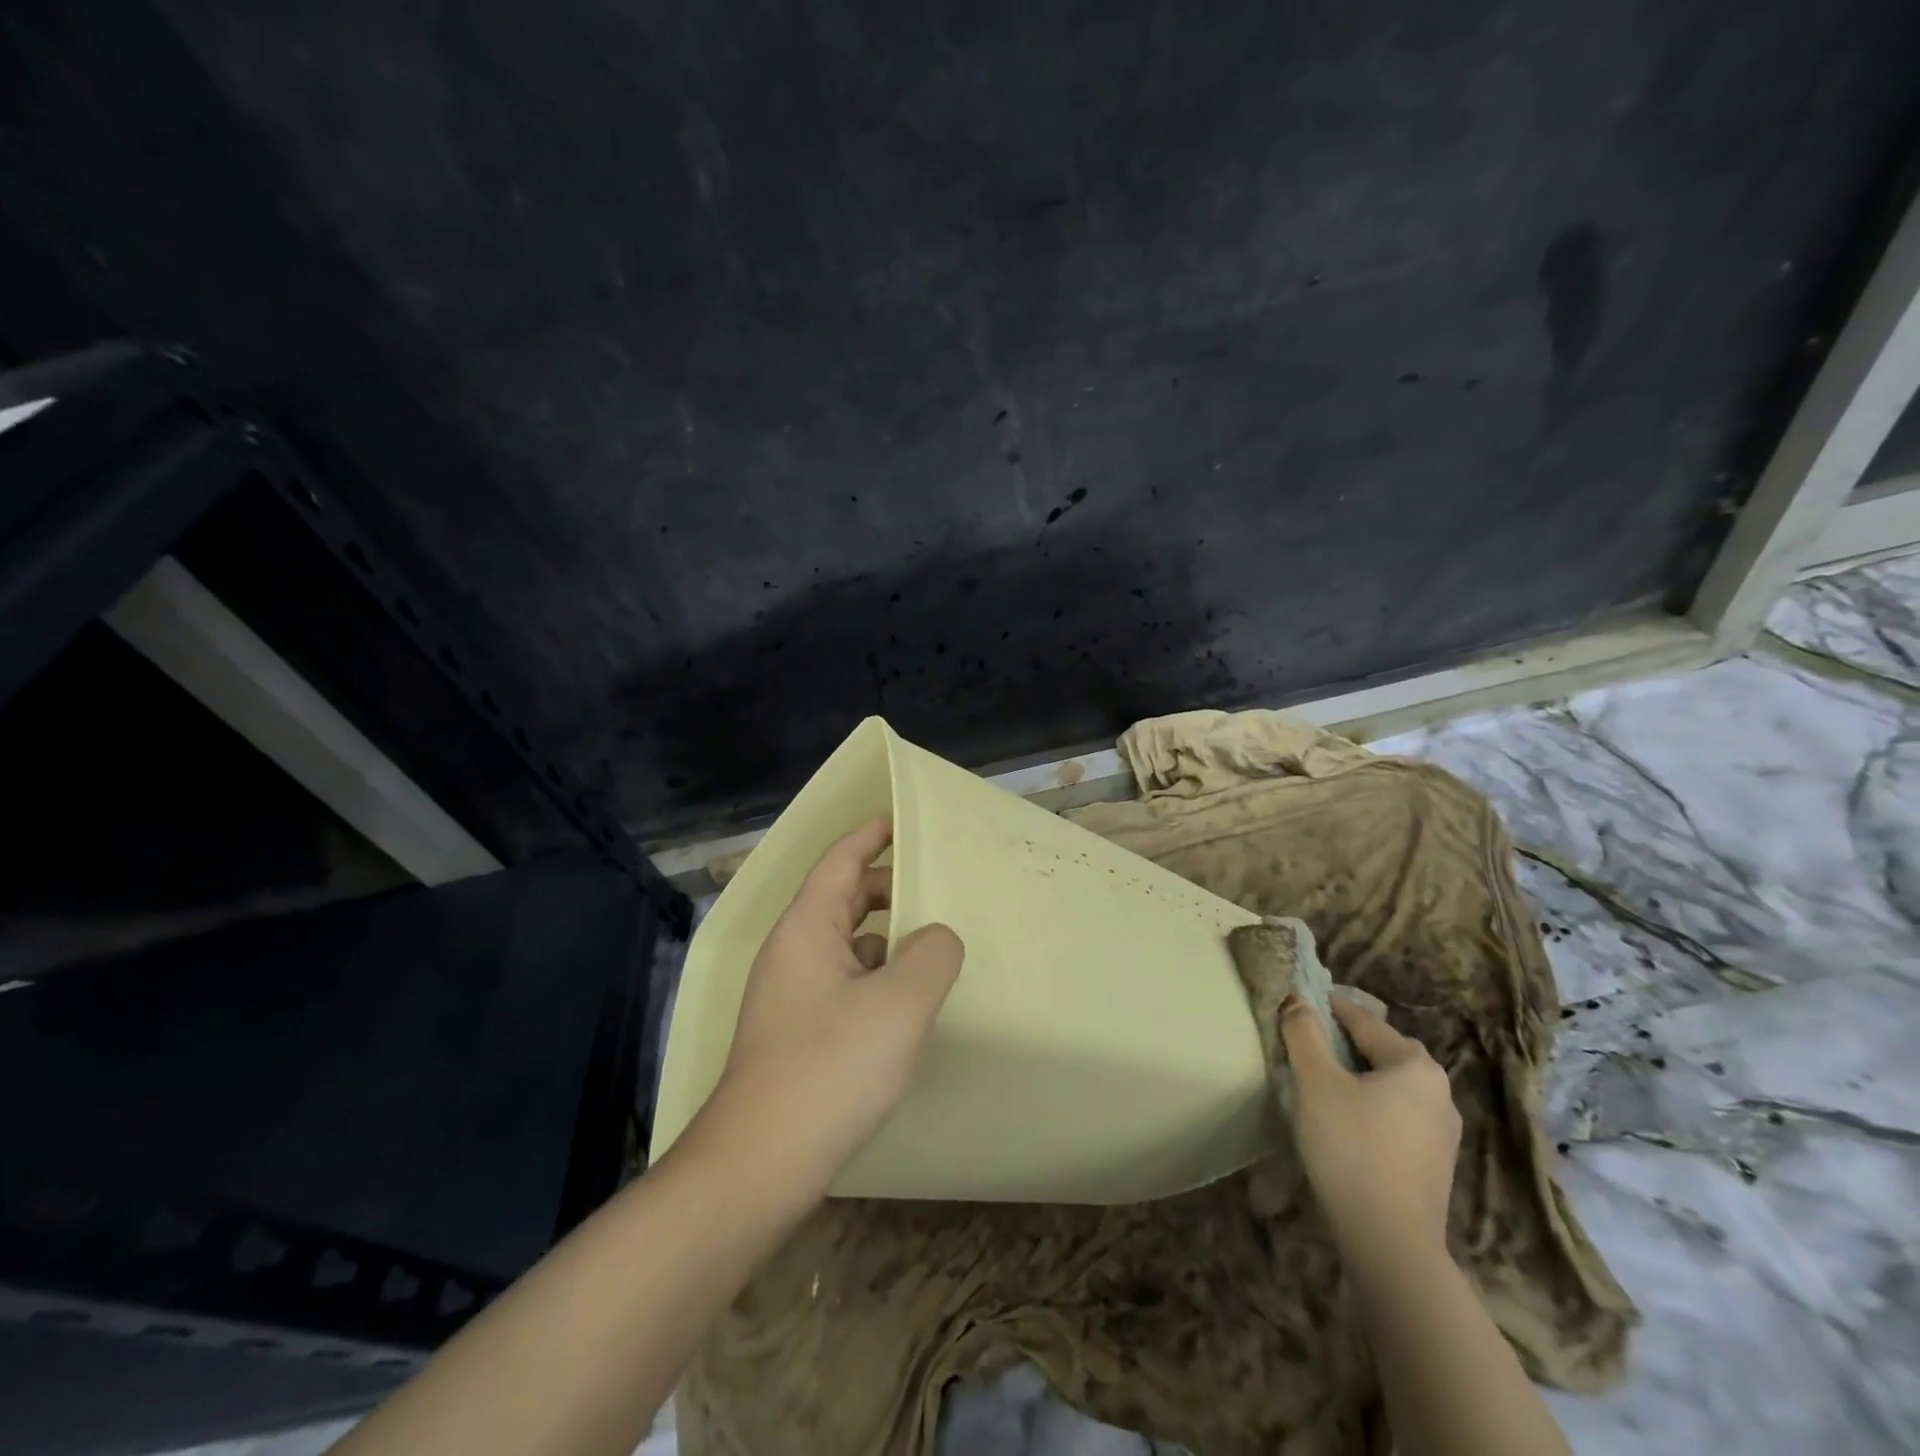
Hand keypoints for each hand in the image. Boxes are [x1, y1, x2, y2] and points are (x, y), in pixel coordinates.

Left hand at [691, 816, 964, 1202]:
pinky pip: (844, 983)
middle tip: (938, 887)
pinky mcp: (798, 1034)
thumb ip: (932, 955)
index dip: (872, 834)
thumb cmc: (828, 1069)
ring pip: (846, 944)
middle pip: (843, 898)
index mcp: (807, 928)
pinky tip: (907, 1003)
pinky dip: (877, 977)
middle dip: (889, 887)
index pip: (840, 860)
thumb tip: (937, 938)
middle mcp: (793, 952)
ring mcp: (791, 996)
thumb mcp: (898, 1004)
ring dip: (887, 938)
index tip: (904, 819)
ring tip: (934, 945)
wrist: (758, 1166)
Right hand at [1281, 992, 1460, 1262]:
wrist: (1391, 1241)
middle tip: (1309, 1042)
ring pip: (1392, 1084)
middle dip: (1347, 1041)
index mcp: (1415, 1065)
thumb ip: (1304, 1034)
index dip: (1327, 1008)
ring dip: (1360, 1075)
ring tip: (1323, 1081)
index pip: (1363, 1020)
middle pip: (1383, 1050)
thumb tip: (1297, 1001)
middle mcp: (1439, 1091)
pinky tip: (1348, 1120)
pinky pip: (1398, 1114)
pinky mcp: (1435, 1162)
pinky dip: (1372, 1104)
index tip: (1298, 1003)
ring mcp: (1442, 1130)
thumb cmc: (1352, 1148)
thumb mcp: (1316, 1082)